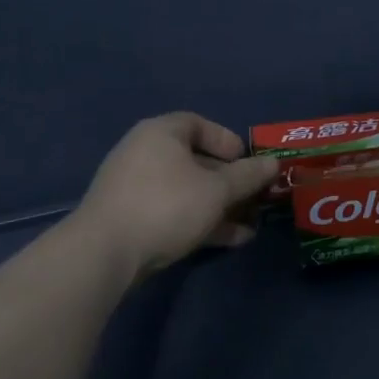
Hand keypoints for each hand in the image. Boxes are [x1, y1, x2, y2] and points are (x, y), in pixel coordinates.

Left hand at [73, 113, 279, 276]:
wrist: (104, 254)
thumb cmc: (166, 206)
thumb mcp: (217, 190)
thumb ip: (248, 176)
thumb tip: (274, 163)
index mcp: (161, 134)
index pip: (199, 124)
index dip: (227, 140)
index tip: (248, 161)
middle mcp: (145, 154)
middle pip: (196, 160)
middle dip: (230, 180)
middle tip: (255, 196)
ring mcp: (135, 188)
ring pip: (188, 190)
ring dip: (221, 205)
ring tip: (251, 224)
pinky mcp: (131, 219)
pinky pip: (174, 211)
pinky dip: (202, 221)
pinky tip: (232, 240)